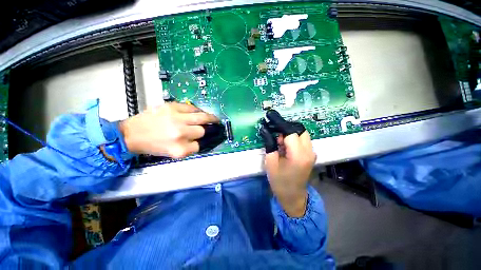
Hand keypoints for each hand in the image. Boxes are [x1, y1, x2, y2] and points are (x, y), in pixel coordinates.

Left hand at [118, 102, 218, 157]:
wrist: (132, 133)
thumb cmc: (153, 146)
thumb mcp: (173, 153)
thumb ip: (190, 148)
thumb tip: (203, 140)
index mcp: (179, 149)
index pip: (200, 145)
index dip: (205, 142)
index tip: (207, 139)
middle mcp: (179, 134)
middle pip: (203, 131)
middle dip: (208, 130)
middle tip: (215, 125)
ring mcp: (176, 118)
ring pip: (202, 117)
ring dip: (210, 118)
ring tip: (214, 118)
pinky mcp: (171, 107)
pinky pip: (192, 107)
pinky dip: (198, 110)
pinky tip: (199, 112)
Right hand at [260, 110, 315, 216]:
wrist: (293, 196)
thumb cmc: (280, 182)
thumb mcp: (271, 163)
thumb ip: (270, 144)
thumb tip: (266, 130)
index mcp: (298, 155)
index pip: (290, 132)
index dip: (279, 124)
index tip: (270, 116)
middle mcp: (309, 151)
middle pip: (299, 129)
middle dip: (285, 128)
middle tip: (274, 135)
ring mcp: (312, 153)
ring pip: (302, 133)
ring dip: (289, 133)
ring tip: (279, 143)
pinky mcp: (310, 154)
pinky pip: (302, 140)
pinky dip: (293, 139)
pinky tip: (285, 146)